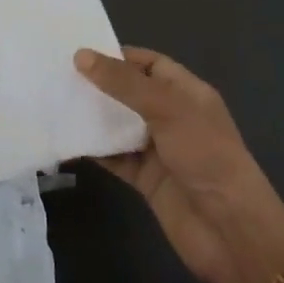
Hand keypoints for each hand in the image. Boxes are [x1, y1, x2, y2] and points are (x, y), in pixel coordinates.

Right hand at [76, 46, 283, 282]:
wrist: (229, 230)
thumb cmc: (206, 156)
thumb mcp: (166, 108)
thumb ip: (123, 83)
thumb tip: (81, 56)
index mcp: (188, 93)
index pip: (151, 64)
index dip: (119, 56)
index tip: (81, 52)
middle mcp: (172, 117)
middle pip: (130, 93)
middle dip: (99, 84)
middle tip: (58, 74)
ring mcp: (158, 150)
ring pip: (119, 125)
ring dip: (92, 116)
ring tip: (54, 101)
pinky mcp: (145, 179)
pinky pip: (114, 157)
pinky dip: (93, 148)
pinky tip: (66, 138)